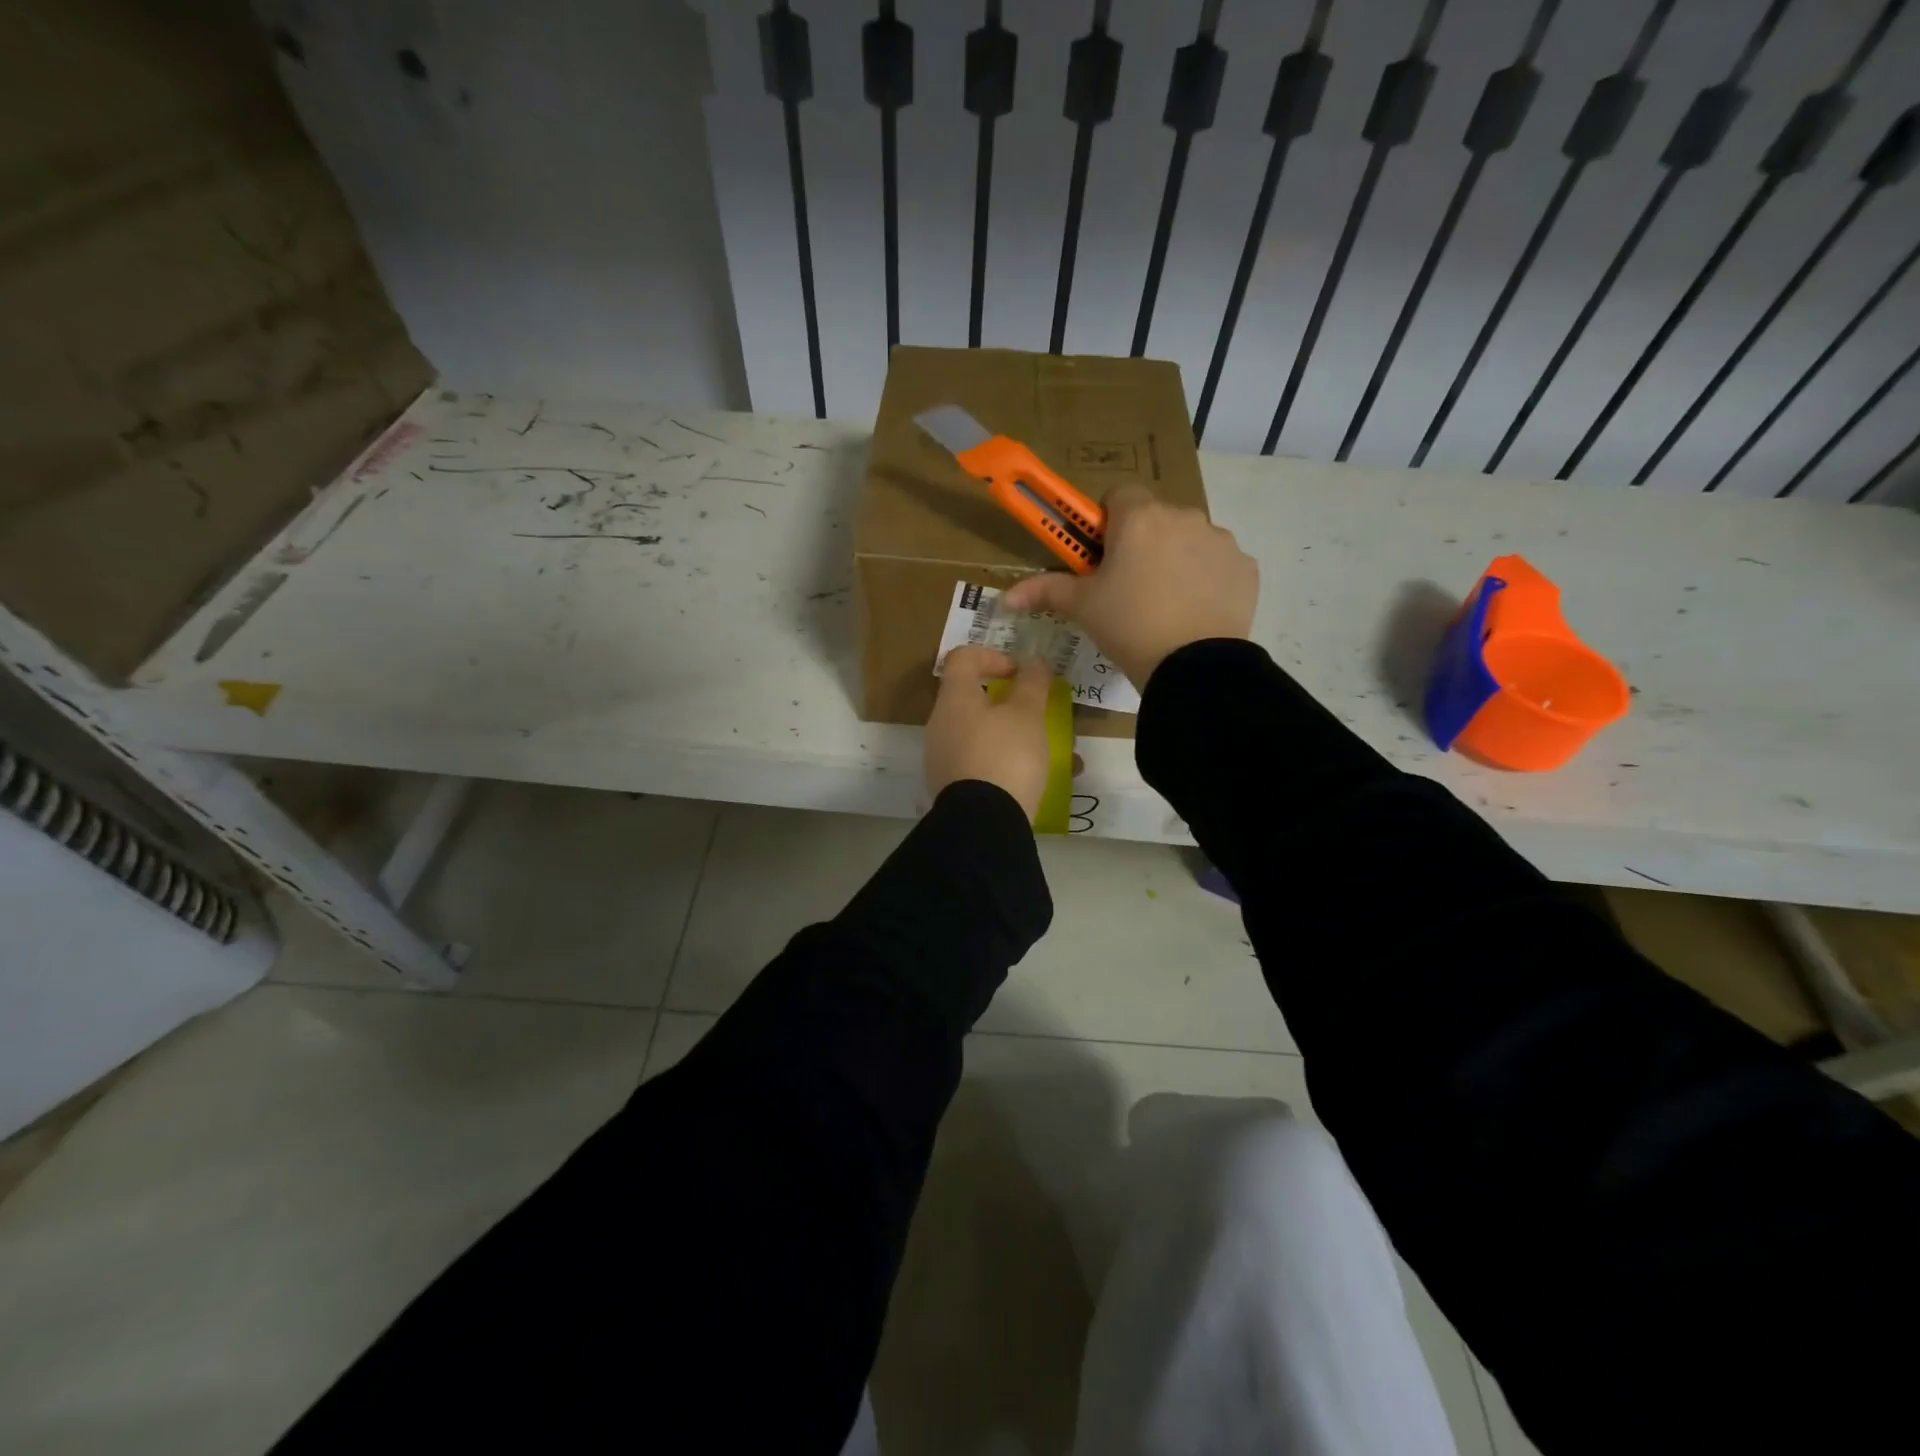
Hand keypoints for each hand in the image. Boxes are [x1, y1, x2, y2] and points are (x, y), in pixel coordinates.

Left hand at [925, 646, 1054, 821]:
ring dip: (1016, 737)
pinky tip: (1040, 780)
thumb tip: (1032, 662)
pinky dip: (1008, 763)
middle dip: (1011, 704)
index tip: (1019, 673)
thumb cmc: (1006, 756)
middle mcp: (941, 725)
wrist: (983, 824)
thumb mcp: (1028, 715)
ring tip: (1053, 753)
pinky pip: (982, 764)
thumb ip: (1032, 684)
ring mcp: (943, 758)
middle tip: (1039, 714)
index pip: (963, 659)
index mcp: (954, 700)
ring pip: (982, 735)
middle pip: (973, 700)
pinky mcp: (951, 788)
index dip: (992, 656)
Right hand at [1002, 484, 1256, 687]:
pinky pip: (1217, 564)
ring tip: (1165, 605)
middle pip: (1154, 518)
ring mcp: (1220, 540)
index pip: (1118, 495)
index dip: (1106, 522)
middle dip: (1141, 543)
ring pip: (1188, 539)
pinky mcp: (1244, 566)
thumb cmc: (1128, 626)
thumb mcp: (1082, 608)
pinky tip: (1194, 612)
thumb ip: (1045, 591)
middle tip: (1128, 588)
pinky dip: (1205, 580)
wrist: (1193, 667)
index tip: (1101, 556)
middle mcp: (1183, 516)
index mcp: (1139, 518)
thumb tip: (1005, 598)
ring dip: (1175, 559)